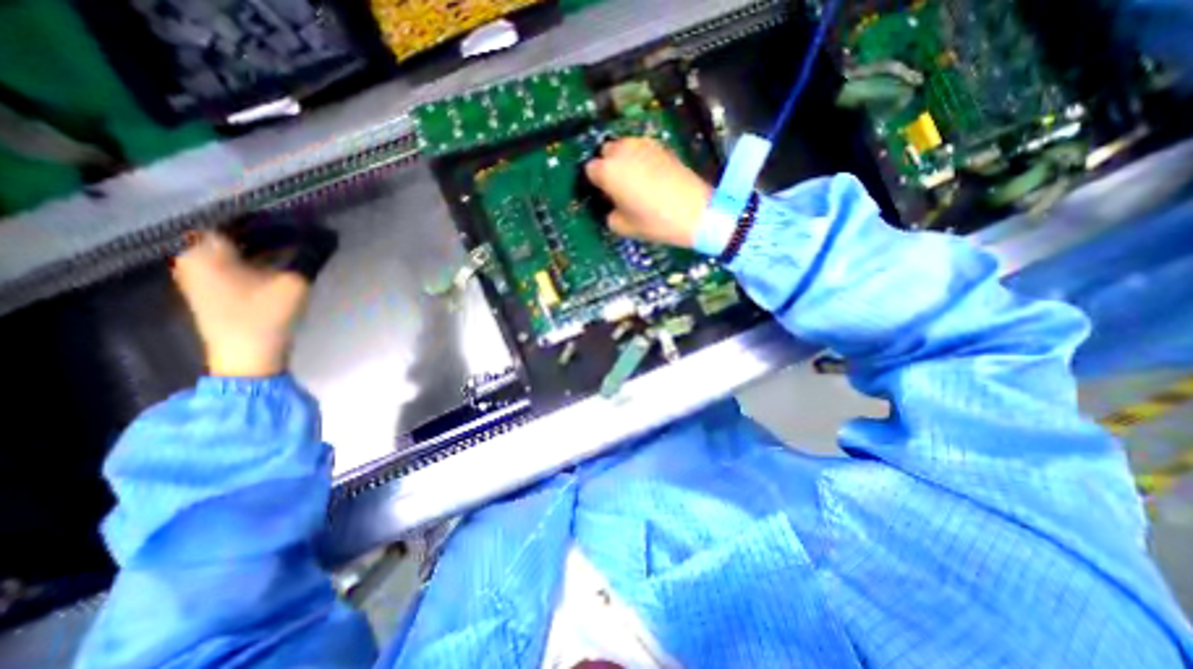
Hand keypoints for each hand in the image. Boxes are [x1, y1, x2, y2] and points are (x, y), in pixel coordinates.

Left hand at [176, 230, 311, 376]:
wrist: (247, 356)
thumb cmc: (266, 316)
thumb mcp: (295, 283)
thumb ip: (311, 256)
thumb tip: (330, 236)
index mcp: (205, 251)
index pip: (237, 220)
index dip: (269, 218)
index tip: (298, 219)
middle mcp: (193, 258)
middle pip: (234, 234)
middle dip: (269, 232)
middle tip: (302, 233)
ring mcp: (198, 275)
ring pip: (233, 249)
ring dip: (263, 246)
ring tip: (295, 246)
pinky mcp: (209, 289)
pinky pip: (232, 263)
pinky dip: (255, 259)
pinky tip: (279, 263)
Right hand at [584, 137, 710, 247]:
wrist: (694, 212)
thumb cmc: (654, 221)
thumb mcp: (622, 227)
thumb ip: (609, 213)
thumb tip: (611, 205)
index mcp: (608, 171)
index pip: (590, 170)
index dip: (596, 183)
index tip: (605, 195)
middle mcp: (622, 151)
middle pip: (606, 152)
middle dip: (608, 167)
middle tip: (619, 188)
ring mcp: (643, 145)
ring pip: (624, 147)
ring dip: (624, 160)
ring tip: (635, 180)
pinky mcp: (661, 146)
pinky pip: (641, 149)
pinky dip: (640, 158)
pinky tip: (650, 175)